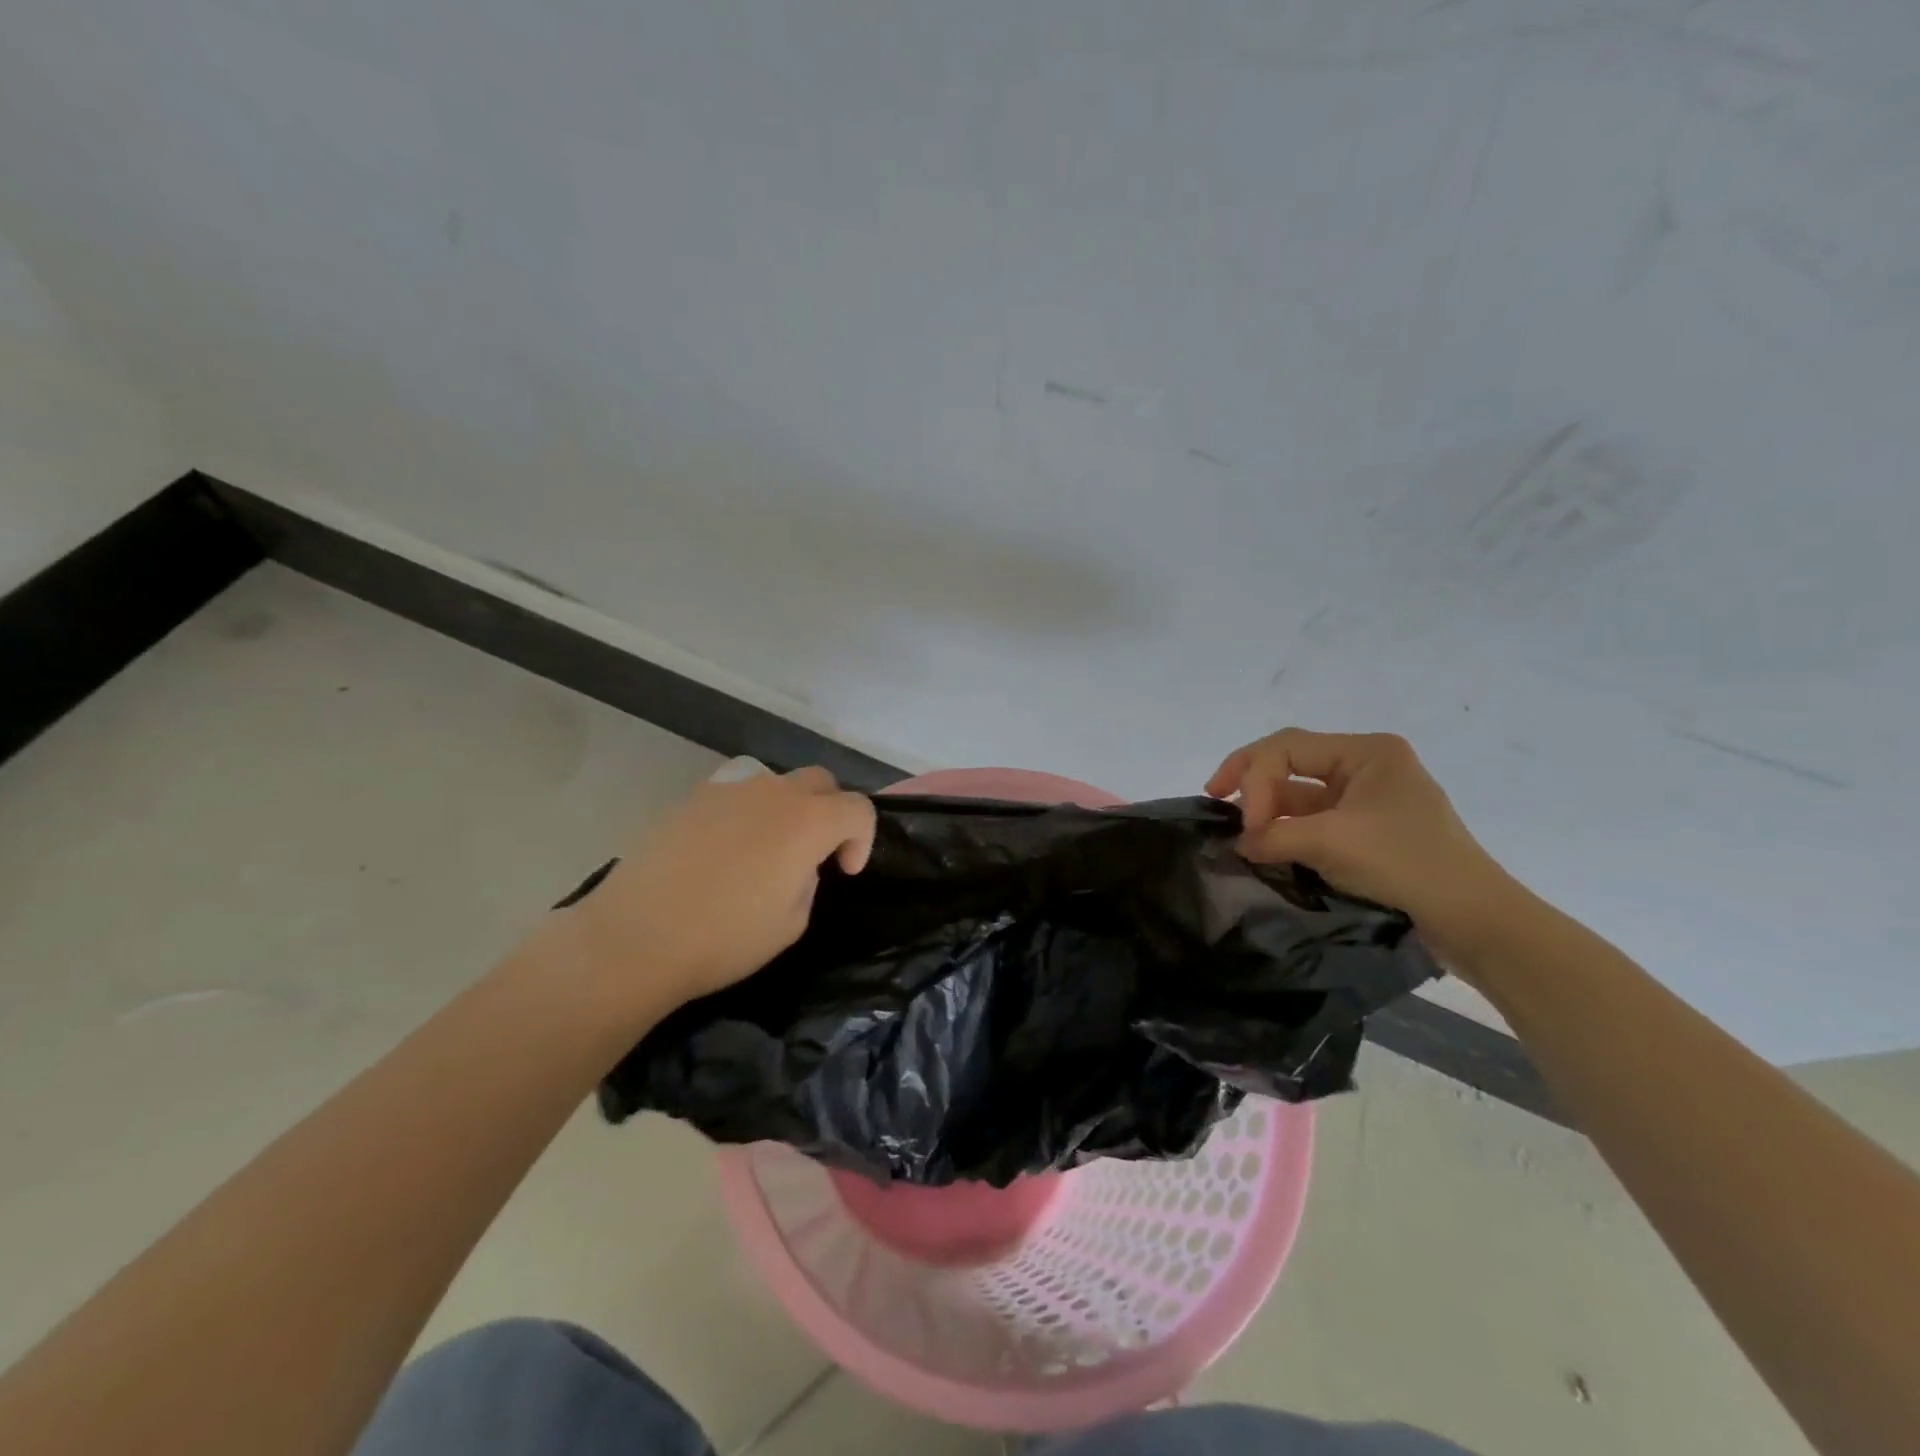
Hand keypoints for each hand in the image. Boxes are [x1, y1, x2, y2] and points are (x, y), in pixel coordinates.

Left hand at [554, 766, 876, 1019]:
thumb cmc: (725, 938)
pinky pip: (736, 792)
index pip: (858, 808)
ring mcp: (729, 789)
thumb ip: (808, 879)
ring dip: (787, 808)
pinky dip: (746, 812)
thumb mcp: (792, 922)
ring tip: (767, 849)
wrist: (636, 936)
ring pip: (776, 781)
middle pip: (821, 781)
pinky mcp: (692, 798)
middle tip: (815, 852)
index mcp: (808, 822)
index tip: (844, 871)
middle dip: (830, 811)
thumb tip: (797, 862)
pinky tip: (726, 848)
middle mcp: (774, 792)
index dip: (862, 839)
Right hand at [1206, 728, 1518, 963]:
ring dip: (1268, 812)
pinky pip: (1314, 821)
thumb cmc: (1407, 864)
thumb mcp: (1332, 842)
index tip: (1246, 825)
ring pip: (1300, 794)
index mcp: (1368, 751)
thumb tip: (1238, 843)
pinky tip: (1265, 848)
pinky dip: (1287, 832)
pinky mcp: (1368, 832)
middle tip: (1214, 799)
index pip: (1287, 747)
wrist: (1475, 922)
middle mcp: (1367, 767)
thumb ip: (1274, 834)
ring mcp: (1368, 800)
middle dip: (1252, 784)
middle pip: (1291, 763)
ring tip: (1238, 834)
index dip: (1254, 779)